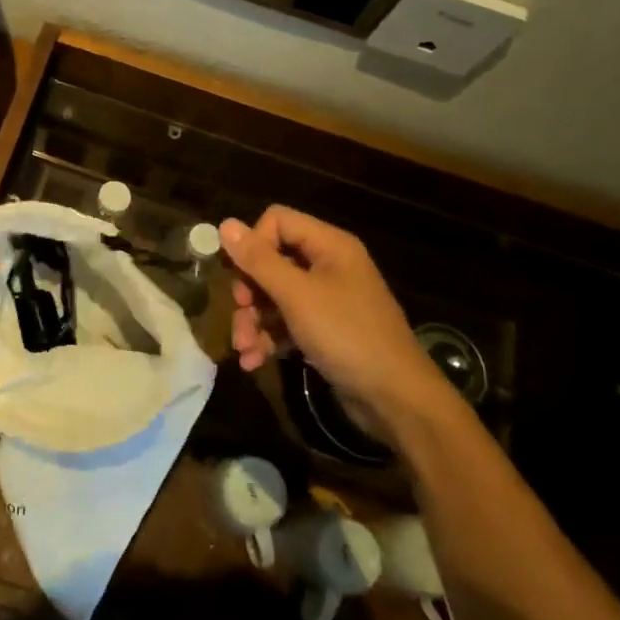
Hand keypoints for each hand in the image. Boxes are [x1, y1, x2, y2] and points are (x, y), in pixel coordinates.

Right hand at [219, 205, 459, 433]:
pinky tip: (252, 361)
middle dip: (249, 291)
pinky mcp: (323, 330)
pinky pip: (285, 323)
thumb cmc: (346, 335)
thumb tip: (224, 223)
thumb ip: (259, 260)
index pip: (277, 221)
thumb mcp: (297, 295)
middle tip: (241, 312)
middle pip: (271, 261)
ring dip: (253, 321)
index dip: (253, 244)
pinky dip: (267, 338)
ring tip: (243, 348)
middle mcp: (328, 266)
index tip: (241, 275)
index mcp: (329, 246)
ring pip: (274, 296)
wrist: (394, 397)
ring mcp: (326, 300)